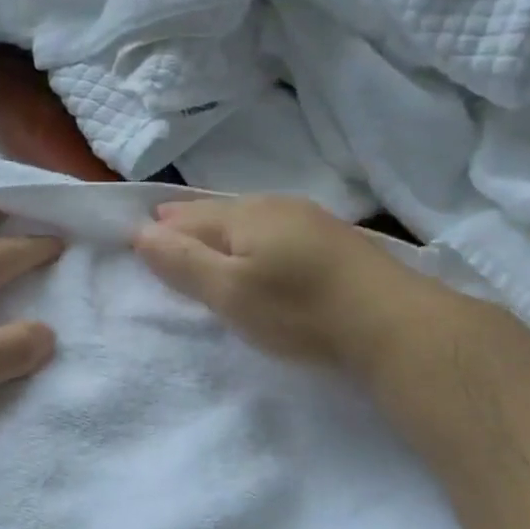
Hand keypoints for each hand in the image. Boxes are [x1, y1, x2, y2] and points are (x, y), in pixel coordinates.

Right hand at [133, 196, 446, 367]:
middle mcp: (274, 205)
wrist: (391, 323)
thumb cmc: (297, 310)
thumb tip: (140, 232)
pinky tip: (259, 248)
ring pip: (249, 217)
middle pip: (217, 211)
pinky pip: (275, 228)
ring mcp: (309, 218)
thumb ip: (183, 262)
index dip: (160, 229)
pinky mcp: (333, 239)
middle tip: (163, 229)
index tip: (137, 238)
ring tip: (204, 238)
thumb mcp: (229, 292)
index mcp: (242, 215)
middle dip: (188, 221)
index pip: (187, 217)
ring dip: (221, 228)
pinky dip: (252, 237)